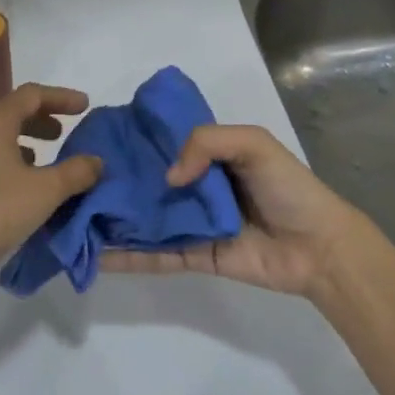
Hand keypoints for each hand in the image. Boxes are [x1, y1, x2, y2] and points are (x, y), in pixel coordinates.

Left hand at [0, 83, 102, 288]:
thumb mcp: (46, 191)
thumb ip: (76, 172)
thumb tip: (97, 161)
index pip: (32, 94)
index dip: (61, 97)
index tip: (85, 106)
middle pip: (12, 111)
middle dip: (43, 117)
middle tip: (67, 130)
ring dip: (27, 140)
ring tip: (48, 157)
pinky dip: (12, 159)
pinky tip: (23, 183)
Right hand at [101, 124, 378, 298]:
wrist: (320, 247)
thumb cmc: (288, 188)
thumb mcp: (253, 144)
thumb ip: (206, 143)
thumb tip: (168, 178)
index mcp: (211, 156)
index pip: (165, 143)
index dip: (136, 141)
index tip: (100, 138)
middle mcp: (197, 187)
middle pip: (150, 183)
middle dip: (118, 182)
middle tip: (75, 181)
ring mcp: (194, 223)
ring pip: (148, 219)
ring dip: (116, 219)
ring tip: (75, 218)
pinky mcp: (196, 256)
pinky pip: (158, 254)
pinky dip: (129, 256)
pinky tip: (97, 254)